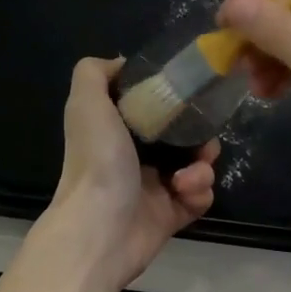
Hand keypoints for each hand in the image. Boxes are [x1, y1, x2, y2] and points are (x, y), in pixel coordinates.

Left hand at [45, 57, 217, 287]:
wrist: (101, 228)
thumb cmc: (97, 161)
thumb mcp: (86, 102)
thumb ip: (95, 72)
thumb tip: (122, 63)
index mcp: (116, 131)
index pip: (152, 109)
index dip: (173, 101)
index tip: (188, 96)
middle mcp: (135, 157)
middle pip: (182, 136)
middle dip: (200, 134)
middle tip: (203, 141)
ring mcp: (155, 188)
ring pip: (196, 166)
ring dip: (202, 165)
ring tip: (190, 174)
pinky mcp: (172, 215)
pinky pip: (200, 196)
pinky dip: (199, 191)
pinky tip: (185, 192)